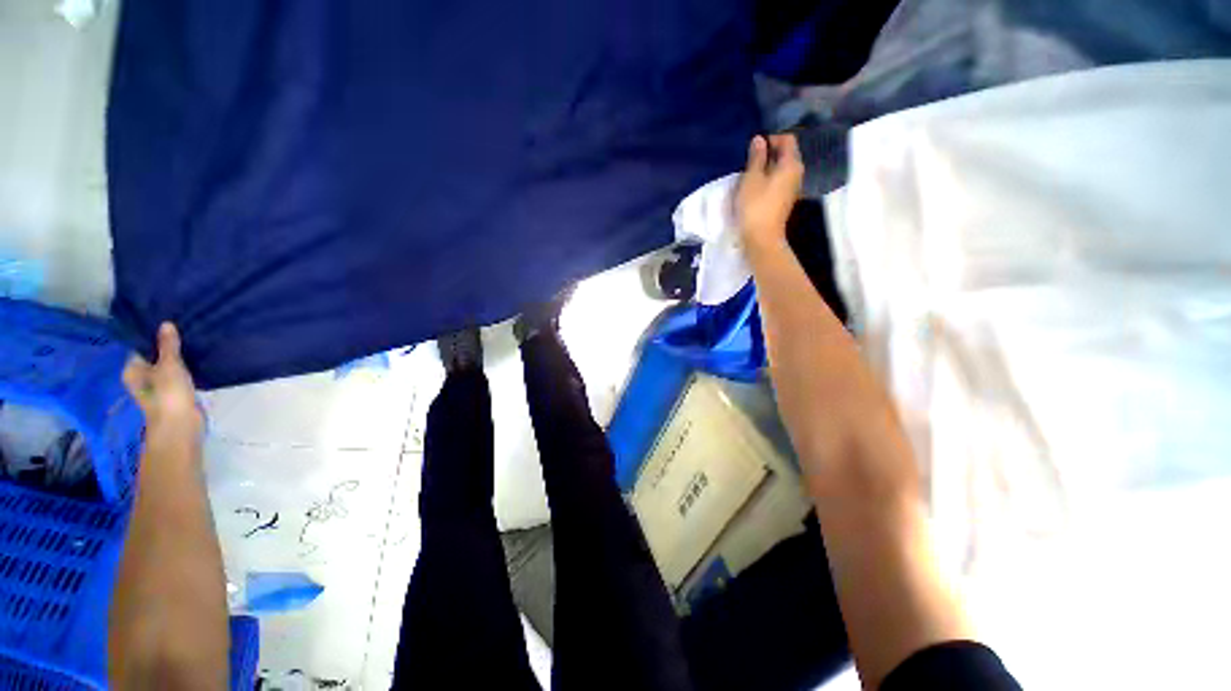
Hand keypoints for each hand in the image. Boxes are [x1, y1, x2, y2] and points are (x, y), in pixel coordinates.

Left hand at [123, 323, 202, 438]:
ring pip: (167, 368)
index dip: (155, 337)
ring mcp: (157, 388)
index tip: (172, 326)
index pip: (141, 347)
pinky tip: (197, 363)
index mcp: (132, 370)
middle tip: (186, 333)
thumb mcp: (169, 365)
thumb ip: (168, 345)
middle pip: (154, 358)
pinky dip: (185, 371)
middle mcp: (140, 378)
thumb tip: (165, 324)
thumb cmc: (168, 393)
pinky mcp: (173, 394)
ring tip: (194, 346)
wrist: (180, 424)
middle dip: (169, 349)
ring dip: (178, 361)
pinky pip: (178, 377)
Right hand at [736, 134, 803, 251]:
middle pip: (787, 154)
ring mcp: (792, 188)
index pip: (788, 140)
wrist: (762, 238)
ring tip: (751, 173)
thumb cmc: (755, 207)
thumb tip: (759, 140)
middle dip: (770, 152)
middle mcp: (797, 173)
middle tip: (750, 160)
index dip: (772, 139)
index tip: (754, 147)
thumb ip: (756, 157)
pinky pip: (779, 181)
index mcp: (791, 165)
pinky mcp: (785, 200)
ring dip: (768, 167)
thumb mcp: (751, 179)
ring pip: (782, 169)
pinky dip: (769, 179)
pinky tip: (756, 186)